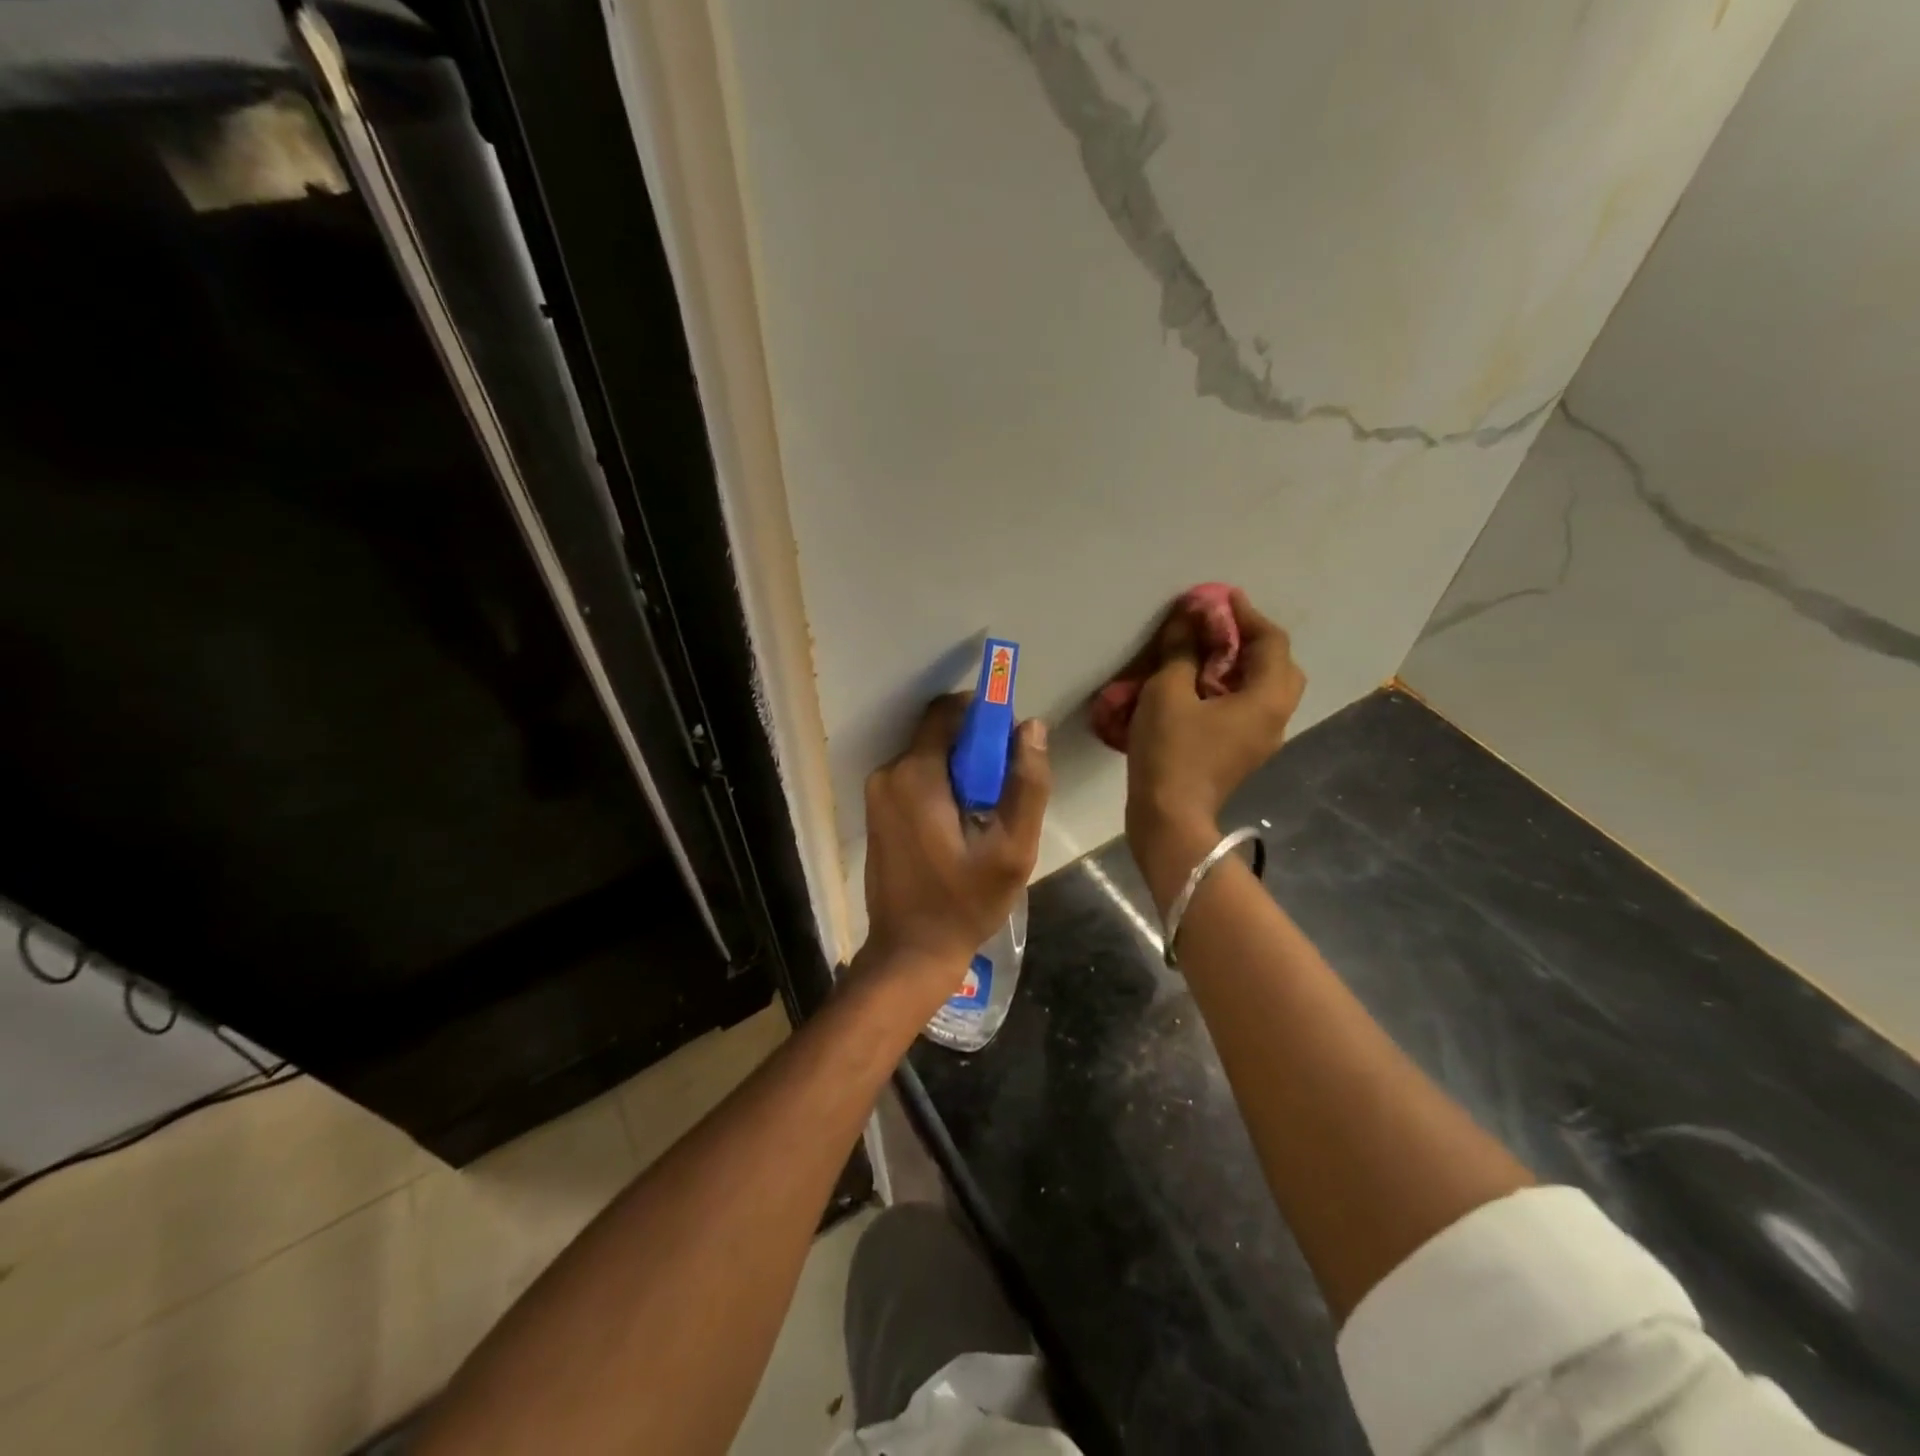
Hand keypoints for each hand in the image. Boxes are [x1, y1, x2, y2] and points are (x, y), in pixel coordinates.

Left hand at [860, 695, 1051, 988]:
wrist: (910, 952)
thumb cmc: (964, 903)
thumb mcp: (1012, 850)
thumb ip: (1027, 784)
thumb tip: (1031, 727)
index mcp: (916, 774)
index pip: (949, 712)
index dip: (984, 715)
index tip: (1011, 740)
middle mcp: (888, 774)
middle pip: (939, 736)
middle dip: (976, 750)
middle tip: (1004, 790)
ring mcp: (877, 794)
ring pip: (928, 758)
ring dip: (960, 772)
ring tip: (986, 815)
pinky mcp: (877, 813)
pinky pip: (915, 780)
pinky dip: (942, 788)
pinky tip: (961, 826)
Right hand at [1125, 590, 1305, 908]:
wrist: (1169, 817)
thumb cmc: (1171, 751)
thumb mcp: (1169, 692)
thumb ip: (1183, 650)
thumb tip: (1191, 617)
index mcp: (1266, 698)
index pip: (1271, 642)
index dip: (1246, 614)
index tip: (1222, 597)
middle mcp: (1276, 716)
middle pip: (1279, 666)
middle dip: (1253, 641)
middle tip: (1221, 627)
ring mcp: (1263, 739)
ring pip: (1267, 689)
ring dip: (1244, 666)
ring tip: (1210, 654)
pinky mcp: (1244, 754)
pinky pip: (1251, 709)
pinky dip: (1235, 689)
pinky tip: (1204, 688)